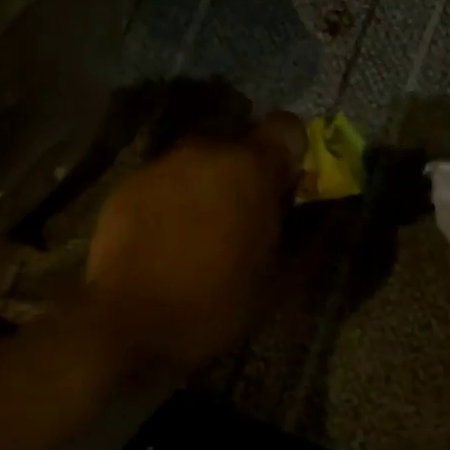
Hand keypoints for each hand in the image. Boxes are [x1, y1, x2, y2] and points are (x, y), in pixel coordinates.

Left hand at [85, 114, 305, 373]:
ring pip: (198, 160)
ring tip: (200, 228)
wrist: (127, 322)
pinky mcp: (127, 184)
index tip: (287, 187)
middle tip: (245, 213)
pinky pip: (164, 179)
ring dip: (208, 182)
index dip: (292, 153)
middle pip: (238, 141)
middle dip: (247, 169)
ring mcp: (161, 165)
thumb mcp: (276, 279)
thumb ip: (305, 234)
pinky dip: (172, 197)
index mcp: (249, 168)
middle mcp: (204, 151)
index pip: (286, 127)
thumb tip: (322, 213)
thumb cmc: (214, 303)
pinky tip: (165, 237)